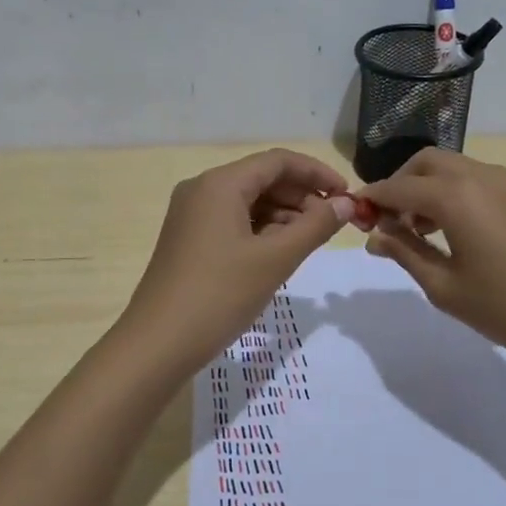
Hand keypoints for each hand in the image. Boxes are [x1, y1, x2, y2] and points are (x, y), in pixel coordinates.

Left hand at [123, 149, 354, 372]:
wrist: (158, 343)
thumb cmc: (219, 295)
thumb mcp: (275, 259)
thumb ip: (315, 226)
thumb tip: (346, 203)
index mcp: (220, 184)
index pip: (278, 161)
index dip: (317, 173)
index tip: (348, 195)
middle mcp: (202, 190)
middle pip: (262, 179)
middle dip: (301, 196)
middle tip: (332, 224)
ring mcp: (191, 215)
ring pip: (248, 202)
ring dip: (283, 215)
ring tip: (310, 242)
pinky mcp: (189, 239)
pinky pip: (233, 222)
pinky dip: (261, 231)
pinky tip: (280, 253)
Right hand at [356, 148, 505, 374]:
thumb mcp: (445, 287)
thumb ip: (405, 254)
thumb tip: (374, 236)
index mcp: (454, 196)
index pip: (397, 188)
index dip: (371, 201)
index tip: (353, 219)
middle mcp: (477, 177)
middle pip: (424, 164)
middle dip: (398, 186)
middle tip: (387, 224)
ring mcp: (504, 184)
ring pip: (450, 168)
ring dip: (425, 188)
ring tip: (415, 233)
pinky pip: (473, 180)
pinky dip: (450, 193)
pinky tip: (448, 232)